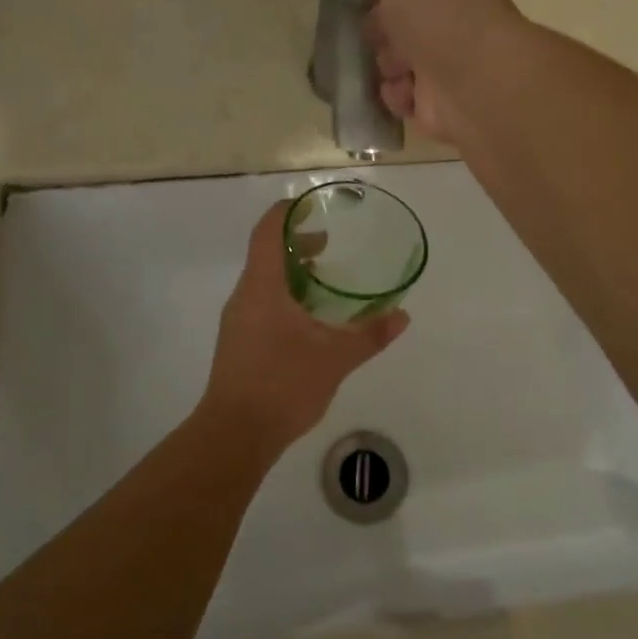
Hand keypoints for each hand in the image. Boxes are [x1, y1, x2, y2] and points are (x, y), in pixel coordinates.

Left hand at [199, 200, 408, 452]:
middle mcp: (245, 296)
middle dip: (295, 244)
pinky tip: (307, 320)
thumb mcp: (335, 358)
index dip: (287, 212)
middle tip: (328, 246)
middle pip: (265, 254)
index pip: (267, 231)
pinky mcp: (237, 342)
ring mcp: (237, 320)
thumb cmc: (282, 384)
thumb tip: (402, 316)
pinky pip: (260, 302)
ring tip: (322, 282)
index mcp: (262, 287)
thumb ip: (370, 334)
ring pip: (263, 280)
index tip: (311, 205)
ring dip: (290, 272)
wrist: (235, 433)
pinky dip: (283, 296)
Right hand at [366, 0, 525, 144]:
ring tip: (402, 65)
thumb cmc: (438, 9)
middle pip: (396, 16)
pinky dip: (399, 93)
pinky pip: (401, 92)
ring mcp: (448, 56)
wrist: (472, 78)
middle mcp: (453, 11)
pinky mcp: (439, 97)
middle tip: (386, 30)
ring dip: (389, 61)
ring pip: (394, 56)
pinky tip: (409, 90)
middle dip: (381, 25)